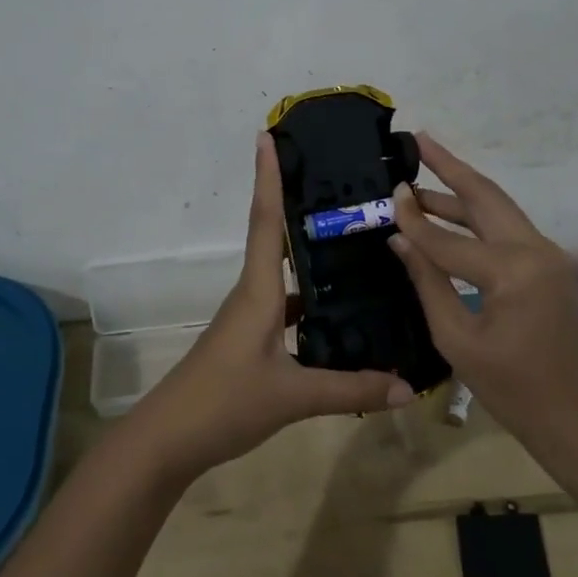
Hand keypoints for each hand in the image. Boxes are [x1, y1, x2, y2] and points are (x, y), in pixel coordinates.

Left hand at [126, 133, 413, 482]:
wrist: (169, 441)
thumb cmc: (224, 403)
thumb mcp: (293, 397)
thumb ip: (351, 389)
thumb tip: (409, 387)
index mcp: (258, 291)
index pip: (265, 220)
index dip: (268, 176)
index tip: (268, 135)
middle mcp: (254, 294)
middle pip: (276, 236)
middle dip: (298, 202)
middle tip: (339, 178)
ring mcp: (251, 317)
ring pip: (286, 274)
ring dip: (312, 253)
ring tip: (356, 238)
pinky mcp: (253, 340)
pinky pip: (288, 306)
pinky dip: (313, 300)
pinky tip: (344, 311)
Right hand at [386, 134, 577, 427]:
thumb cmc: (513, 390)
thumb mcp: (457, 339)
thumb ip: (428, 281)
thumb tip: (400, 238)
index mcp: (513, 271)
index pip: (449, 238)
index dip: (414, 218)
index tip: (387, 193)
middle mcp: (535, 250)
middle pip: (486, 197)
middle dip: (451, 167)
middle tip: (419, 141)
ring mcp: (547, 255)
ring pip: (498, 209)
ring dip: (462, 191)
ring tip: (422, 176)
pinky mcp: (549, 265)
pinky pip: (507, 229)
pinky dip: (477, 216)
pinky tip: (449, 213)